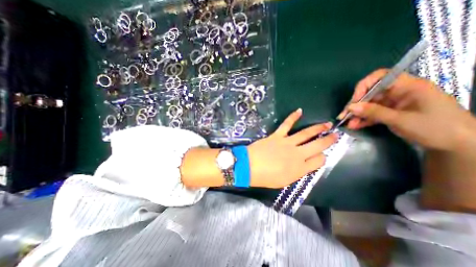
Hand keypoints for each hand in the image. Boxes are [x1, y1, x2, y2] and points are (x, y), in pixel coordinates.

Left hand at [245, 108, 337, 189]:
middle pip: (317, 145)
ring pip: (306, 134)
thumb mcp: (285, 181)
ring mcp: (287, 143)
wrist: (249, 167)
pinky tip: (299, 111)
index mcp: (300, 168)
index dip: (322, 158)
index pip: (319, 161)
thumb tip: (305, 164)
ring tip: (327, 123)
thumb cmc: (266, 178)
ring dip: (317, 128)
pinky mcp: (277, 136)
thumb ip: (297, 172)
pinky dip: (293, 117)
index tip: (321, 155)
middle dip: (328, 140)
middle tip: (335, 134)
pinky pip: (286, 124)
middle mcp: (297, 154)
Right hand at [338, 69, 475, 151]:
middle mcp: (398, 92)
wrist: (456, 145)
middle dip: (356, 105)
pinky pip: (372, 114)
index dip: (364, 86)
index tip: (354, 101)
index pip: (380, 77)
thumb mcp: (402, 120)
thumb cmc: (436, 128)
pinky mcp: (390, 113)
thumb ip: (374, 112)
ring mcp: (393, 103)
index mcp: (407, 86)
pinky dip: (363, 119)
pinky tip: (355, 126)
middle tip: (344, 116)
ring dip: (357, 114)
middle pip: (370, 93)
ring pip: (369, 105)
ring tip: (348, 124)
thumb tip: (351, 107)